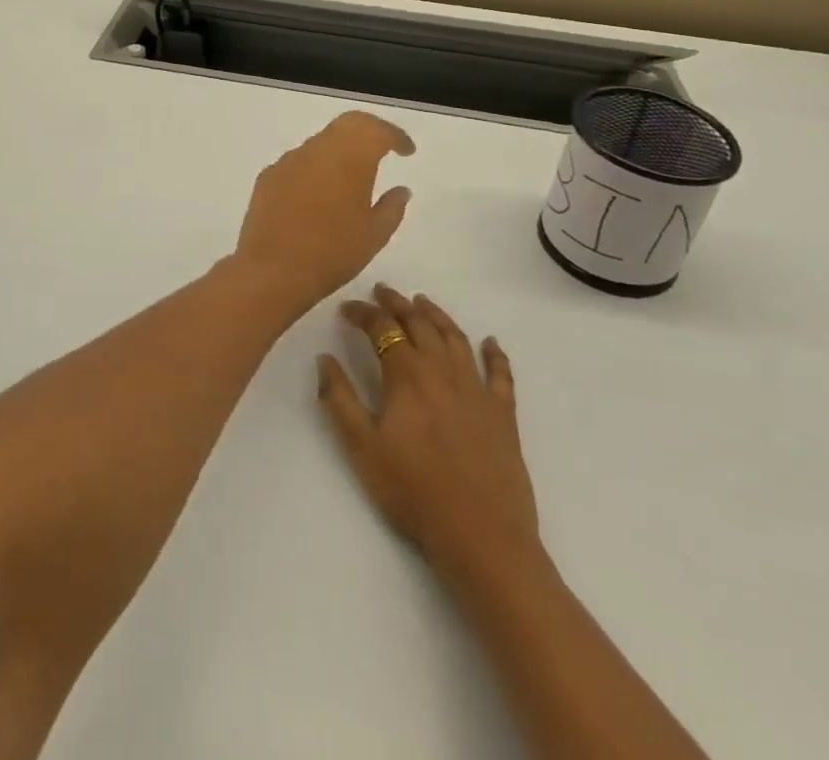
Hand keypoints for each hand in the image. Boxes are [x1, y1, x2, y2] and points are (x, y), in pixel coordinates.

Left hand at [233, 111, 413, 314]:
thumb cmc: (332, 252)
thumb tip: (401, 190)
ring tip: (351, 177)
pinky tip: (318, 194)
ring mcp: (288, 161)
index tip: (407, 150)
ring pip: (320, 143)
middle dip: (368, 132)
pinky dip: (314, 169)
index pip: (376, 130)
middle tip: (383, 149)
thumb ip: (392, 208)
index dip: (395, 135)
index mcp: (349, 158)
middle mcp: (317, 150)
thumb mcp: (374, 235)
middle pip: (347, 125)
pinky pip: (298, 162)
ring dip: (339, 151)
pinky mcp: (268, 176)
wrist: (272, 270)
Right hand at [317, 285, 540, 568]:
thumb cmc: (413, 492)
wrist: (482, 536)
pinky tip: (490, 343)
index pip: (382, 329)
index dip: (363, 314)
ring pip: (455, 338)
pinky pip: (500, 373)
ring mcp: (477, 389)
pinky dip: (495, 353)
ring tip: (422, 302)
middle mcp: (443, 370)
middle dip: (397, 303)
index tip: (346, 309)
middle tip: (382, 291)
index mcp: (407, 375)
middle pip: (419, 323)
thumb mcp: (362, 448)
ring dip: (436, 315)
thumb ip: (339, 399)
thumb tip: (325, 359)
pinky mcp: (503, 413)